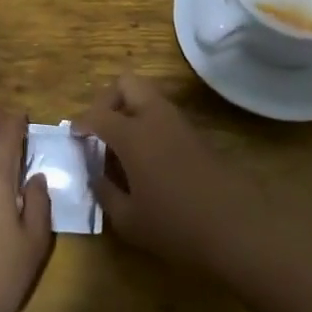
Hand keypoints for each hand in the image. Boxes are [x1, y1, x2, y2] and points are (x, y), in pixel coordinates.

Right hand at [74, 75, 262, 270]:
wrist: (237, 227)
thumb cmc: (176, 225)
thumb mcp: (129, 220)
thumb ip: (105, 193)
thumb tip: (95, 175)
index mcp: (133, 134)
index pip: (98, 115)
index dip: (81, 123)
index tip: (73, 136)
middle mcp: (155, 117)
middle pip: (127, 84)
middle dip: (107, 100)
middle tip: (100, 129)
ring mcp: (179, 123)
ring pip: (148, 96)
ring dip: (130, 110)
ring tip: (121, 146)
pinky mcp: (196, 135)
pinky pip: (163, 115)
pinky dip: (148, 124)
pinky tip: (146, 158)